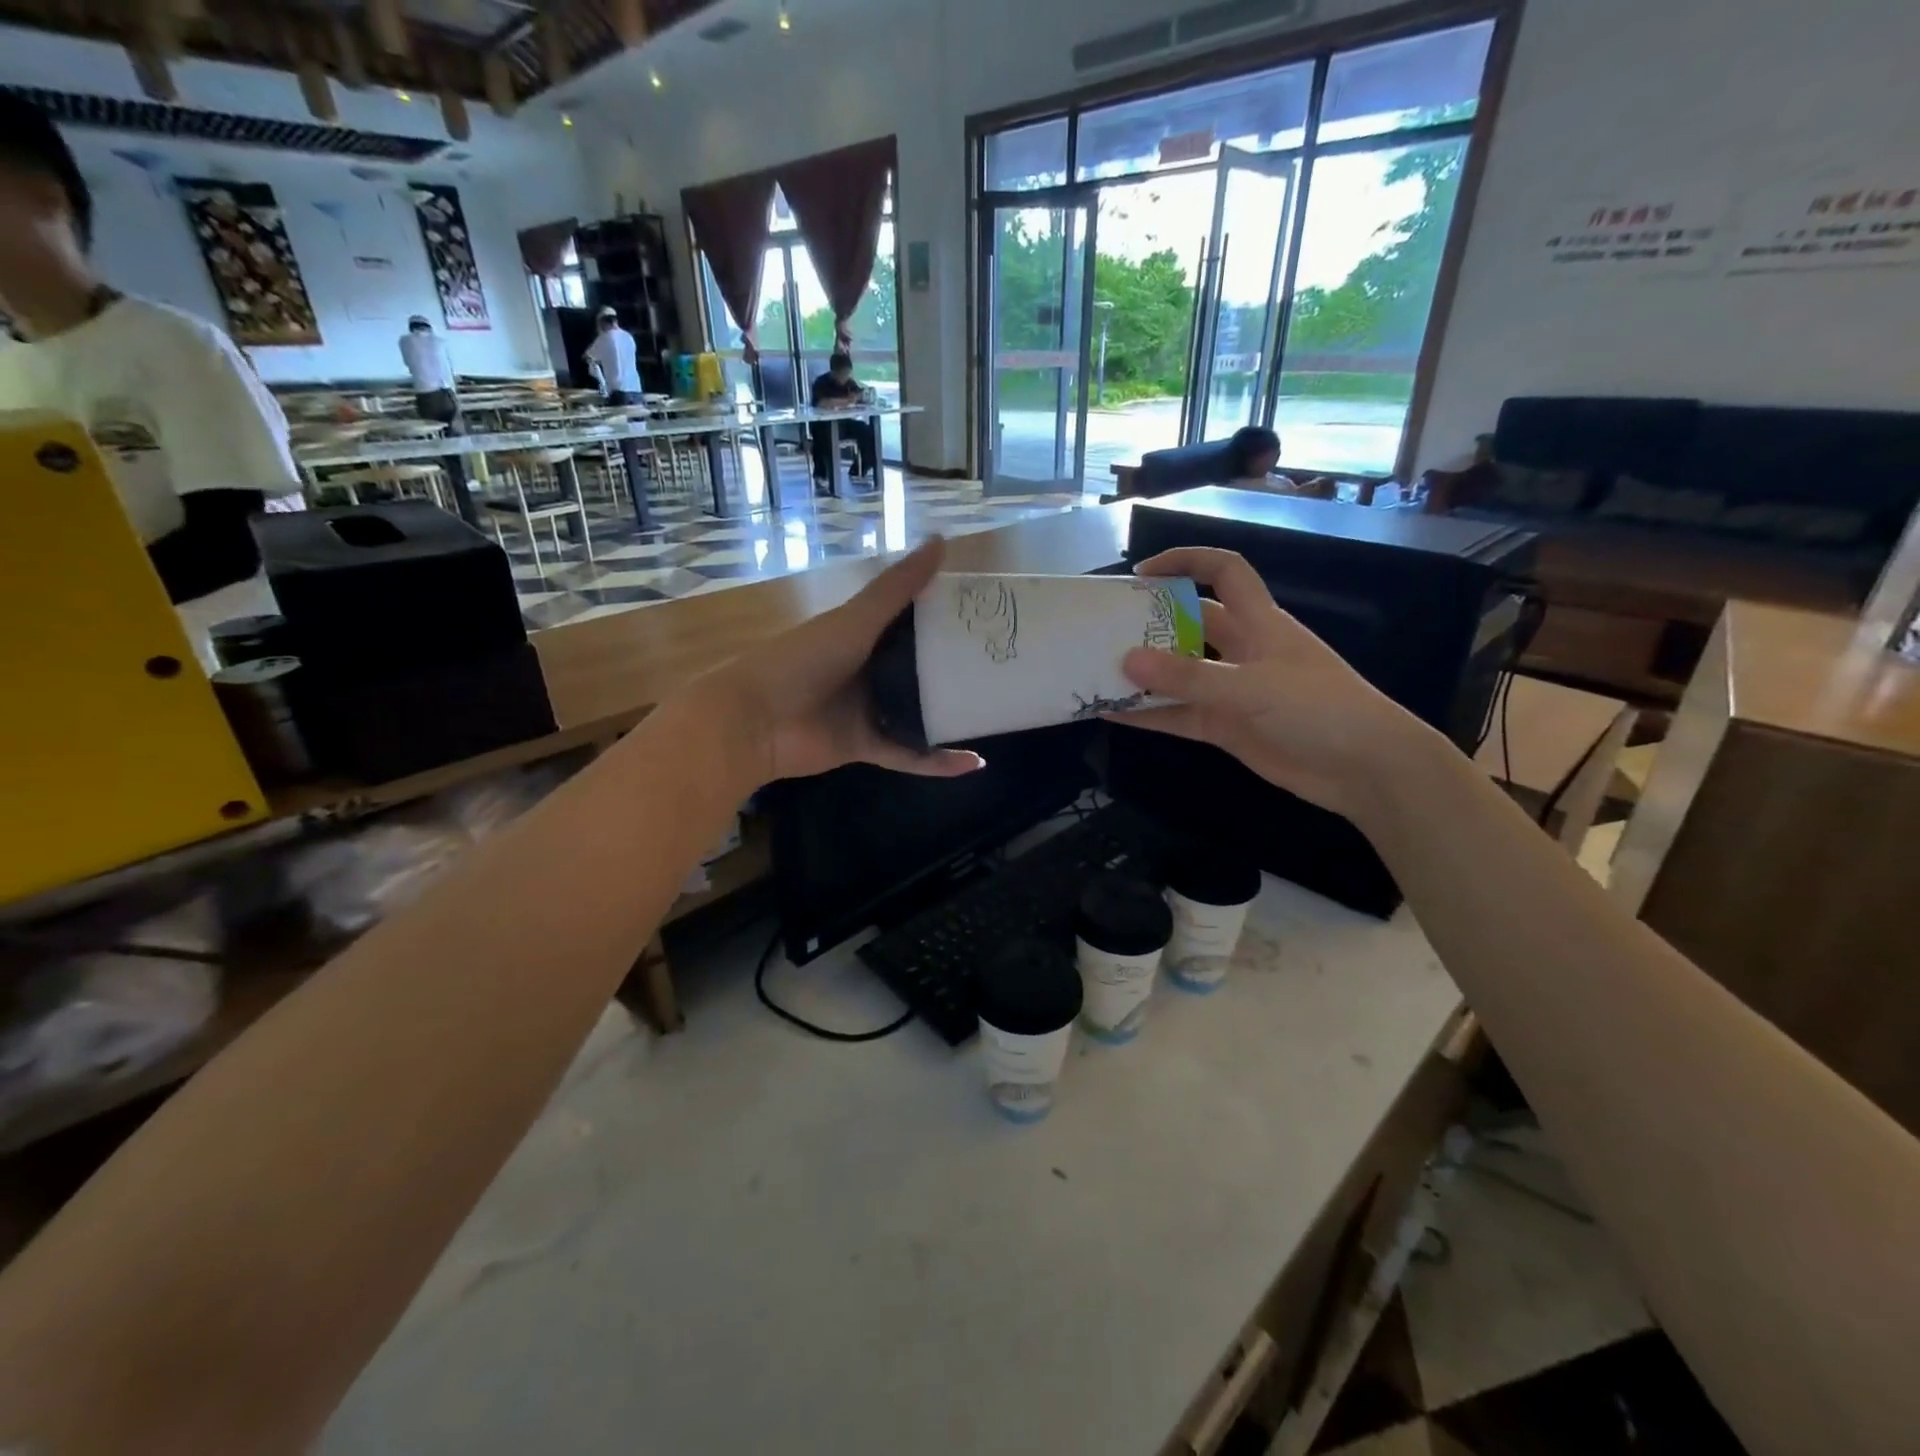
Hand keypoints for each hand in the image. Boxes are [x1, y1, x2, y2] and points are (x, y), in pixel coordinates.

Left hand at [701, 538, 984, 787]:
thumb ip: (897, 588)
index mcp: (864, 633)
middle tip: (1003, 666)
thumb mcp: (855, 621)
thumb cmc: (802, 660)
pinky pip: (910, 754)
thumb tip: (942, 541)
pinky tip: (973, 763)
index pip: (913, 621)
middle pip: (920, 669)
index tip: (988, 616)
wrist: (754, 721)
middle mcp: (869, 669)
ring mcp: (867, 709)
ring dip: (952, 715)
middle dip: (956, 669)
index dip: (947, 617)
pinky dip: (937, 761)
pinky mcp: (866, 746)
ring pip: (919, 712)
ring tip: (996, 713)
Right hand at [1111, 548, 1424, 820]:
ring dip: (1144, 674)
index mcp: (1260, 622)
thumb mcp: (1254, 686)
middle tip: (1104, 629)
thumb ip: (1190, 678)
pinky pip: (1179, 715)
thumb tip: (1126, 661)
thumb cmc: (1320, 709)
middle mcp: (1242, 651)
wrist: (1366, 770)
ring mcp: (1233, 691)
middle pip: (1190, 624)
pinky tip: (1113, 714)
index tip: (1142, 573)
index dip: (1186, 561)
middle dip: (1151, 623)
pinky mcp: (1227, 728)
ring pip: (1179, 675)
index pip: (1224, 572)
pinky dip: (1149, 715)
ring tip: (1097, 671)